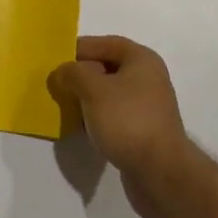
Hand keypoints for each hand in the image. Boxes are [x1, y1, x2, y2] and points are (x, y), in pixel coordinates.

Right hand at [48, 35, 189, 217]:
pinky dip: (98, 118)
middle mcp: (148, 78)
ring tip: (66, 107)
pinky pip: (115, 116)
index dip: (81, 48)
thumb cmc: (127, 120)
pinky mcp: (144, 132)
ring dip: (88, 99)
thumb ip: (73, 73)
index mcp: (141, 60)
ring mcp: (147, 107)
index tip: (57, 60)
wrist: (160, 173)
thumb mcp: (93, 89)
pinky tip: (83, 129)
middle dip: (82, 75)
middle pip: (107, 68)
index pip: (106, 43)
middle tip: (58, 84)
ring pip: (110, 94)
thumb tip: (62, 72)